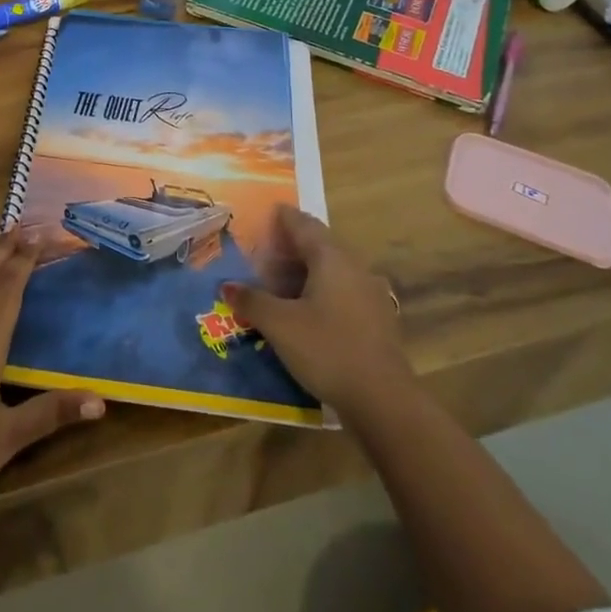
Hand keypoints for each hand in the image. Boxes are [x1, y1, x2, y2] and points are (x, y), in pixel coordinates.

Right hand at [221, 206, 412, 412]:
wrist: (383, 399)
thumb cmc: (327, 349)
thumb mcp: (279, 324)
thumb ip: (251, 301)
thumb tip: (227, 286)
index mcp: (331, 258)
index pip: (304, 225)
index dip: (284, 217)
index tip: (269, 212)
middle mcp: (354, 268)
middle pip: (319, 246)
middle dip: (291, 247)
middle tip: (264, 253)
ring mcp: (369, 294)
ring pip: (332, 271)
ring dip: (305, 272)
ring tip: (278, 284)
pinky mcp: (376, 320)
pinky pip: (342, 292)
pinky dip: (320, 292)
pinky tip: (304, 311)